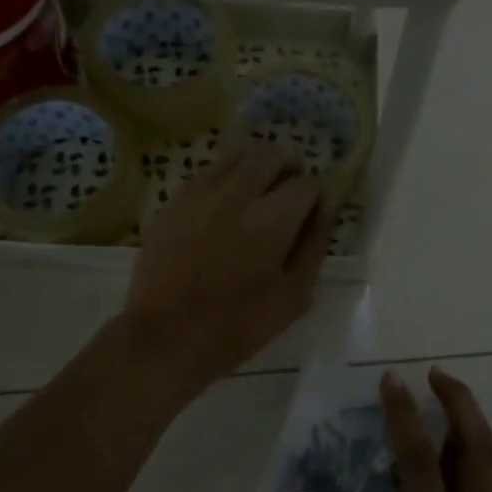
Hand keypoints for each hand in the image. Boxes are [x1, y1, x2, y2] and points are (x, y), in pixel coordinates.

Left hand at [123, 144, 335, 391]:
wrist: (166, 336)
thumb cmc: (238, 325)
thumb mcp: (294, 295)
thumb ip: (314, 245)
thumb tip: (325, 208)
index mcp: (273, 218)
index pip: (308, 183)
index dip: (317, 197)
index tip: (312, 214)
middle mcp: (238, 193)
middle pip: (271, 154)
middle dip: (288, 168)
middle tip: (288, 194)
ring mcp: (201, 193)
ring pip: (237, 156)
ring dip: (256, 168)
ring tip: (257, 195)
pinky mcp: (175, 201)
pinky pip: (208, 173)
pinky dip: (225, 179)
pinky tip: (224, 206)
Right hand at [290, 367, 491, 491]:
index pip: (419, 459)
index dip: (404, 414)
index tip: (392, 379)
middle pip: (477, 444)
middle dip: (460, 400)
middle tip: (436, 374)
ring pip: (488, 462)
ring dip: (467, 424)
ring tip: (442, 406)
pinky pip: (487, 487)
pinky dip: (468, 459)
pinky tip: (446, 470)